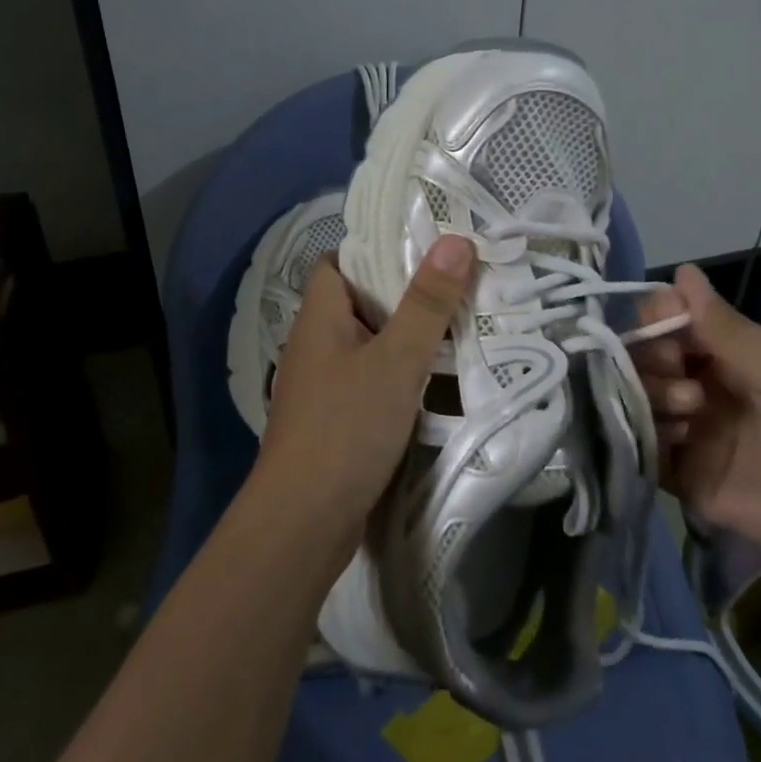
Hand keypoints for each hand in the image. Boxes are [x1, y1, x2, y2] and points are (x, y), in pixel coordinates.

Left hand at [255, 234, 475, 552]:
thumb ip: (427, 303)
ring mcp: (321, 385)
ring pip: (368, 343)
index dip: (376, 248)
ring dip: (405, 335)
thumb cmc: (345, 427)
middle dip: (404, 292)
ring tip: (456, 321)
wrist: (303, 521)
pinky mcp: (333, 419)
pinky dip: (398, 372)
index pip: (339, 262)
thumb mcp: (396, 360)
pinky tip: (432, 378)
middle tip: (456, 281)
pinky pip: (369, 379)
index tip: (424, 244)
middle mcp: (314, 344)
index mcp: (318, 317)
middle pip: (359, 302)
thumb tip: (456, 240)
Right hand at [637, 264, 760, 605]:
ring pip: (639, 401)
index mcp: (732, 356)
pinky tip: (673, 436)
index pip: (672, 324)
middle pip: (646, 360)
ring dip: (652, 395)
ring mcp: (695, 436)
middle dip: (651, 357)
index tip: (663, 323)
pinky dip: (644, 438)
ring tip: (691, 409)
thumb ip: (724, 328)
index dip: (658, 318)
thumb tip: (681, 270)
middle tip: (677, 369)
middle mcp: (705, 389)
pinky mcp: (689, 482)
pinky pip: (646, 452)